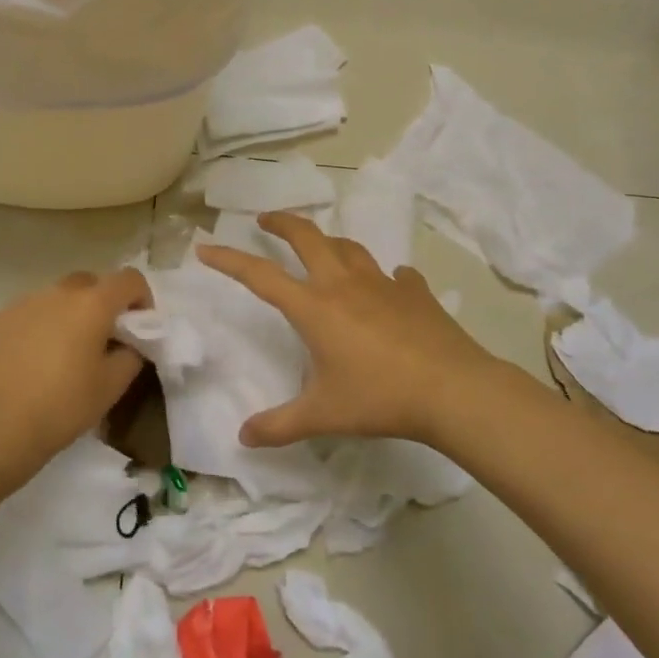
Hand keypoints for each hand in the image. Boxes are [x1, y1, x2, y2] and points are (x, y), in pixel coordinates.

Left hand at [0, 268, 150, 485]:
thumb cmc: (62, 407)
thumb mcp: (112, 387)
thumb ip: (131, 354)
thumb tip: (128, 342)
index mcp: (91, 304)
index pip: (129, 279)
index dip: (141, 298)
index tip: (138, 327)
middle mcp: (56, 293)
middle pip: (90, 283)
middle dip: (102, 304)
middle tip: (102, 341)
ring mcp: (21, 303)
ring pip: (55, 298)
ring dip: (67, 316)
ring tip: (61, 355)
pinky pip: (26, 315)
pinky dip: (36, 329)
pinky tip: (29, 364)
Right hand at [196, 214, 526, 448]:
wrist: (453, 390)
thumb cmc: (380, 398)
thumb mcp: (323, 415)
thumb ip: (279, 426)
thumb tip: (243, 438)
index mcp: (314, 308)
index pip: (260, 275)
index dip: (229, 260)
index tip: (205, 248)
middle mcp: (344, 285)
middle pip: (307, 237)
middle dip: (282, 223)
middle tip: (265, 219)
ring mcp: (383, 284)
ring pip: (349, 247)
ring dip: (329, 242)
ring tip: (321, 247)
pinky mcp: (416, 293)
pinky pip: (396, 275)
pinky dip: (386, 277)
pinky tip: (391, 285)